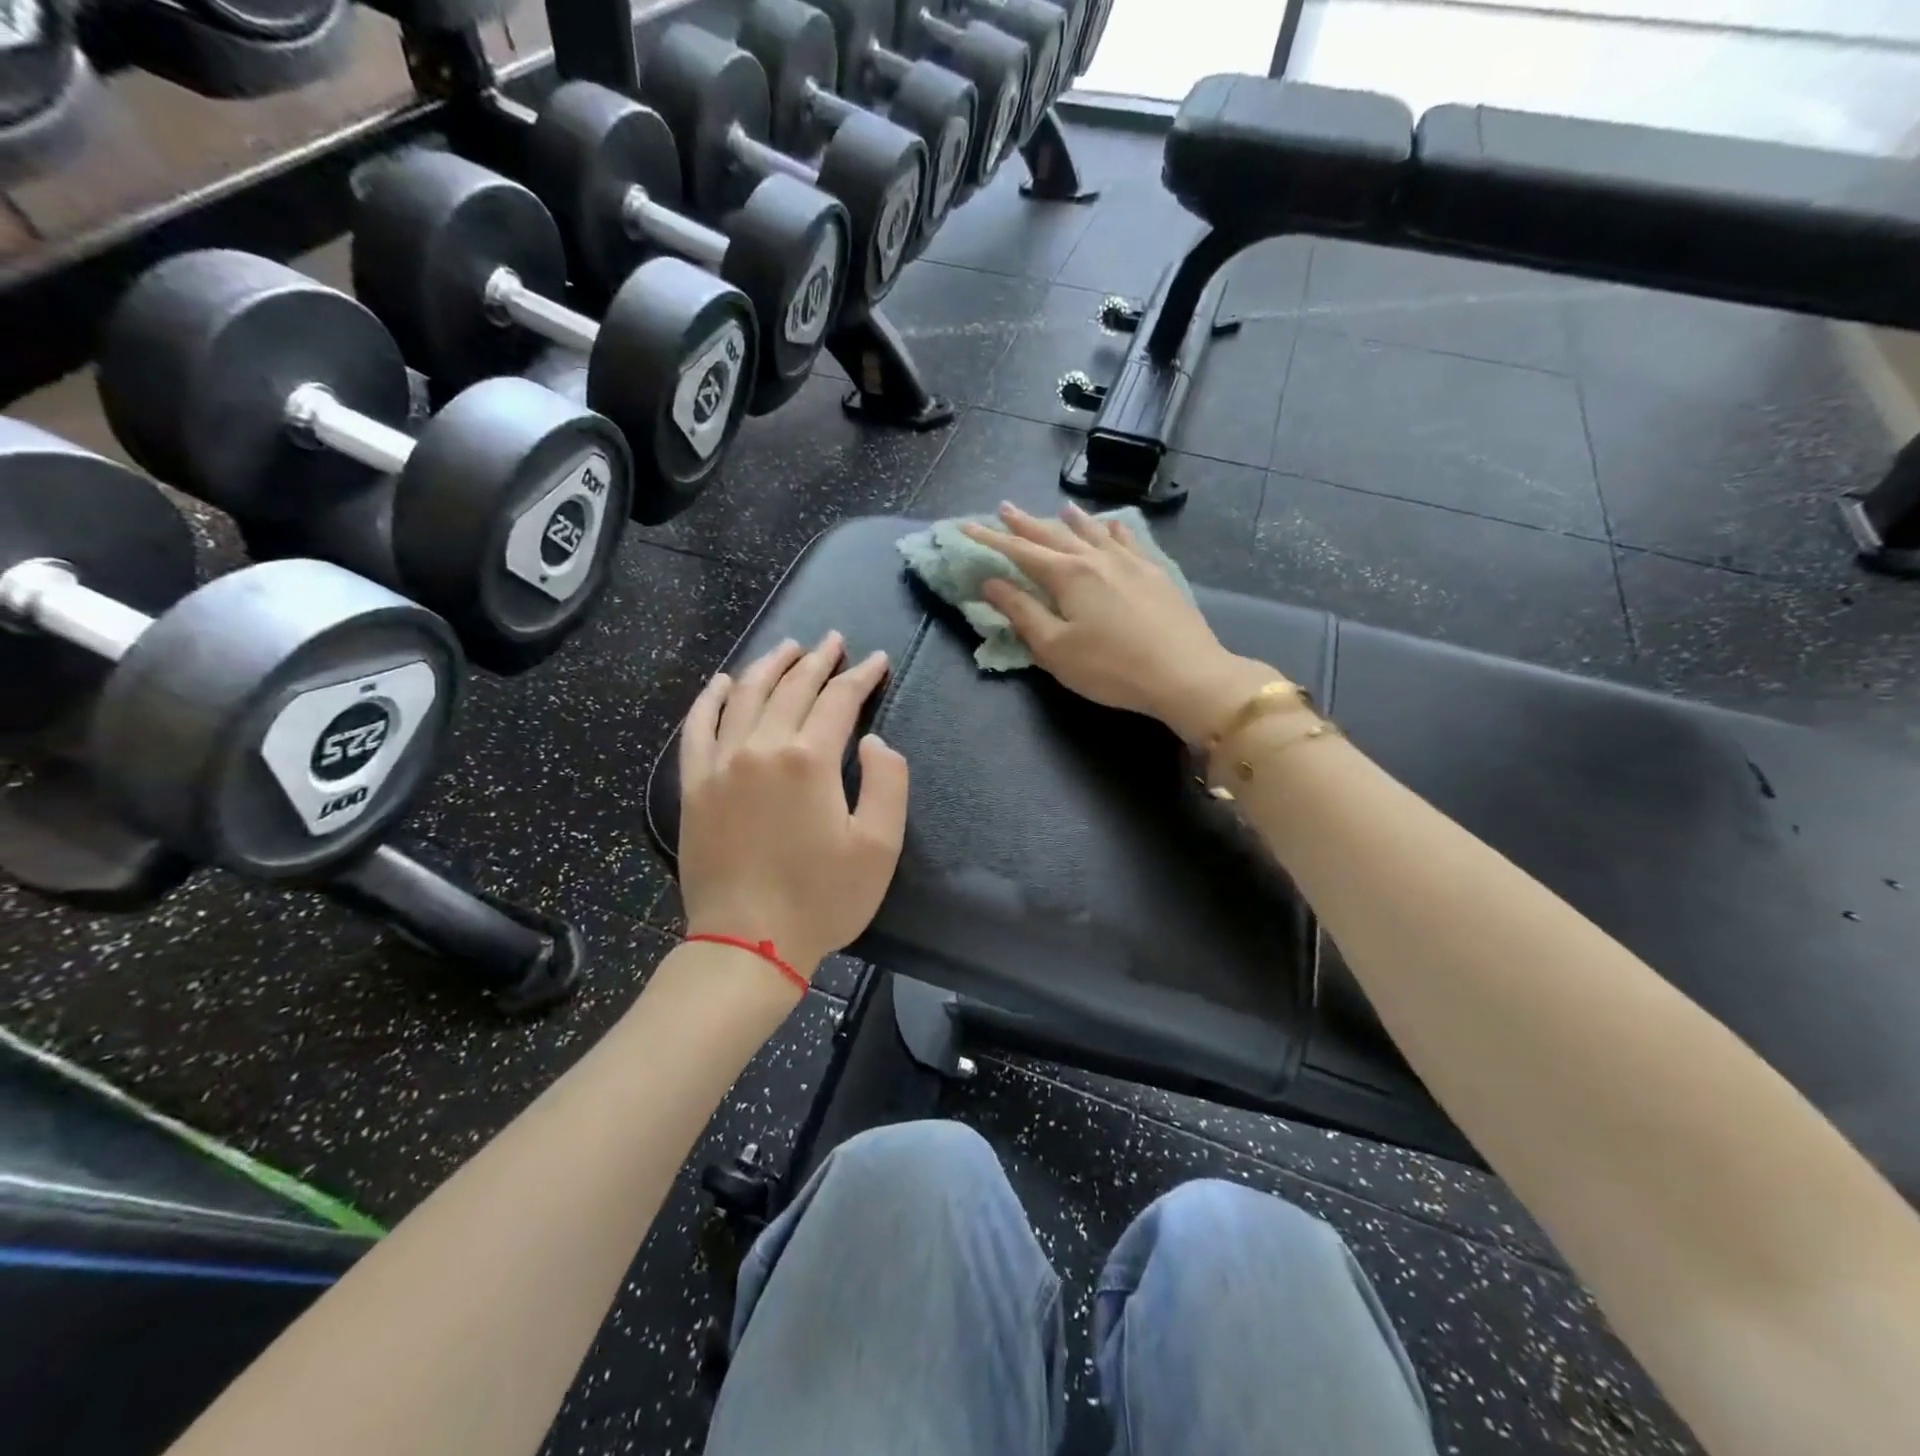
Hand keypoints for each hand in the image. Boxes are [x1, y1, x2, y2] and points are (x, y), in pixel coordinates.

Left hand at [677, 634, 908, 976]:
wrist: (747, 944)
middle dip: (818, 660)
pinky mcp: (693, 785)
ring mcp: (720, 764)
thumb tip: (871, 741)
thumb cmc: (821, 899)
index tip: (877, 660)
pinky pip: (697, 727)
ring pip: (744, 695)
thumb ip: (887, 783)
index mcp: (809, 760)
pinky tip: (721, 683)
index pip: (839, 700)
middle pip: (791, 687)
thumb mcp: (880, 847)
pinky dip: (709, 699)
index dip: (861, 676)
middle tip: (834, 640)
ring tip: (788, 648)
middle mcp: (761, 747)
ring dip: (769, 666)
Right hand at [962, 503, 1281, 742]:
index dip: (990, 539)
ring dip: (1070, 520)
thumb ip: (1022, 612)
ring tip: (1059, 509)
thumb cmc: (1110, 667)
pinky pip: (1127, 540)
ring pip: (1092, 532)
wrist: (1184, 674)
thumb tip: (991, 582)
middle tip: (1004, 508)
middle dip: (1025, 523)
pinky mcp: (1155, 573)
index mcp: (1068, 575)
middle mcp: (1096, 558)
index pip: (1020, 551)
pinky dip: (1111, 530)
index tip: (966, 526)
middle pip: (1054, 534)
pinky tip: (1111, 526)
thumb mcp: (1055, 648)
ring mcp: (1130, 562)